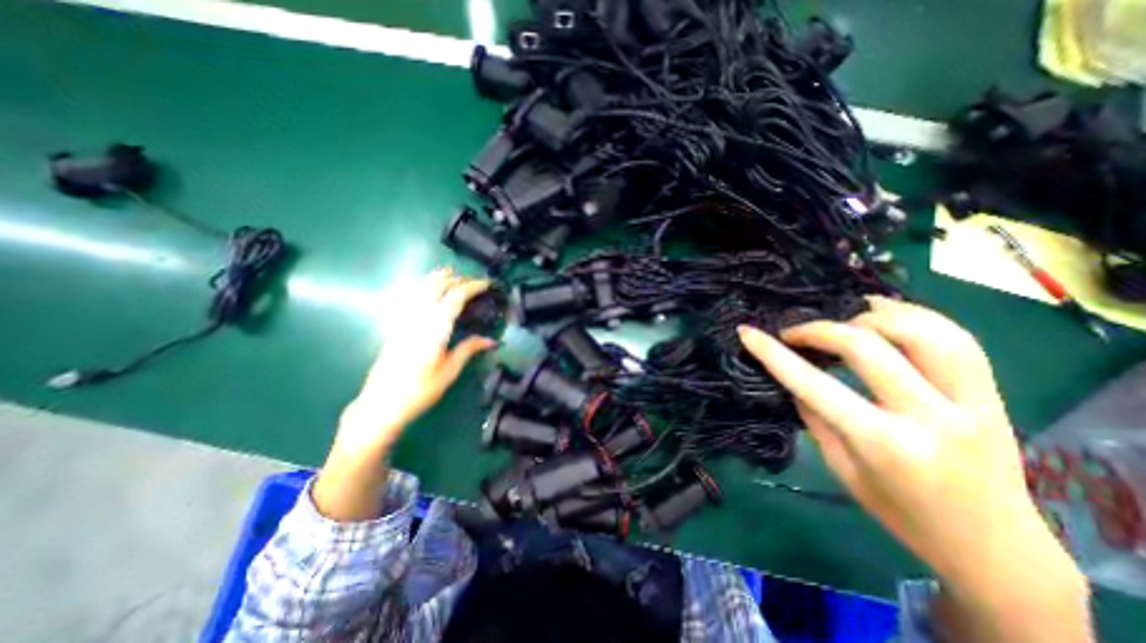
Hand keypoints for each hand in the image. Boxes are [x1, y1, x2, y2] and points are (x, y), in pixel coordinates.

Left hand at [314, 268, 494, 525]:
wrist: (381, 403)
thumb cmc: (420, 390)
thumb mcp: (450, 371)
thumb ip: (469, 349)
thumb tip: (491, 340)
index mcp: (435, 328)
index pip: (455, 296)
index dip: (473, 286)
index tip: (487, 284)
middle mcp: (418, 317)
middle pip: (437, 284)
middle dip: (457, 279)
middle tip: (474, 284)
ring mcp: (404, 319)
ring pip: (421, 286)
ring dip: (440, 279)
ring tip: (456, 281)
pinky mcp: (396, 324)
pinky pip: (413, 296)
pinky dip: (426, 288)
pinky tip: (433, 295)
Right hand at [739, 295, 1085, 642]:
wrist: (994, 547)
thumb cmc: (900, 512)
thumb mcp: (841, 467)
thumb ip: (815, 415)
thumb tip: (791, 375)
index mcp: (883, 444)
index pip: (814, 384)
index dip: (773, 353)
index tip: (747, 332)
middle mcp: (930, 416)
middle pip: (868, 346)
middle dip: (819, 329)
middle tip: (793, 332)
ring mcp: (973, 402)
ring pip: (923, 331)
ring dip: (870, 316)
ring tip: (840, 316)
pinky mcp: (993, 395)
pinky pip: (957, 338)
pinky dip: (914, 315)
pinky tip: (882, 311)